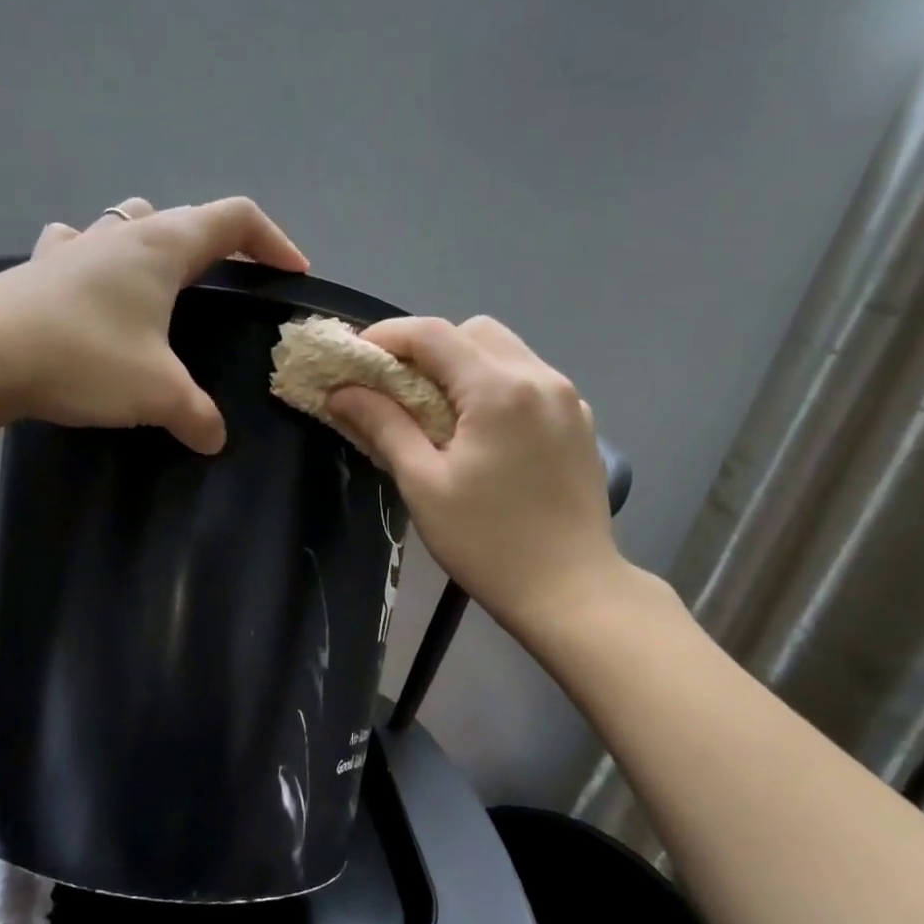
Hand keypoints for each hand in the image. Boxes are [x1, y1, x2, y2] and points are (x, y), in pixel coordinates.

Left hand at [0, 196, 307, 452]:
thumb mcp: (155, 393)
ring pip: (127, 224)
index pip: (234, 219)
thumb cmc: (82, 357)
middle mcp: (119, 234)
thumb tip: (215, 438)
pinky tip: (91, 290)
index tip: (293, 272)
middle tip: (229, 284)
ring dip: (154, 243)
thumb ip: (196, 414)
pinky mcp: (36, 271)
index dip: (273, 240)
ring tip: (162, 282)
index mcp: (160, 247)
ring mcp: (72, 247)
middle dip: (217, 245)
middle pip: (183, 217)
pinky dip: (97, 262)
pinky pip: (78, 249)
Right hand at [325, 316, 635, 640]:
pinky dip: (495, 386)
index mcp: (499, 390)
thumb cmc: (486, 542)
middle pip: (474, 332)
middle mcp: (540, 378)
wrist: (570, 591)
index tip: (354, 358)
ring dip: (463, 365)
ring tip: (436, 410)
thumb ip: (383, 426)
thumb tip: (342, 392)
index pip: (433, 334)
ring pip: (506, 352)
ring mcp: (568, 399)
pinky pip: (530, 381)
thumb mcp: (423, 485)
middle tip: (396, 387)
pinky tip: (480, 431)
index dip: (386, 336)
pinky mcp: (581, 422)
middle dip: (428, 347)